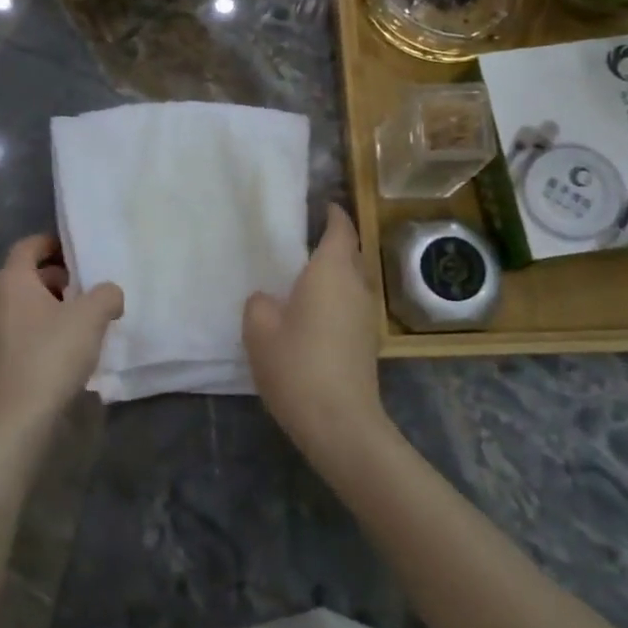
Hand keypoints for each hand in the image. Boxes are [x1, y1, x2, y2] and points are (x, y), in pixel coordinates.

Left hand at [0, 235, 123, 432]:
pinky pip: (21, 332)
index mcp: (11, 280)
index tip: (78, 251)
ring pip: (24, 306)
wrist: (17, 418)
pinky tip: (66, 349)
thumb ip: (106, 294)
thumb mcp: (91, 317)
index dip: (53, 243)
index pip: (28, 246)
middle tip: (87, 288)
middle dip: (57, 278)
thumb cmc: (51, 355)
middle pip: (26, 276)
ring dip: (51, 306)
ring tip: (83, 320)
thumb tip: (109, 293)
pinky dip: (42, 330)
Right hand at [243, 204, 388, 465]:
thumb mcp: (259, 330)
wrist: (340, 422)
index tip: (322, 205)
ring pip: (352, 281)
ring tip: (304, 278)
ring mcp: (367, 316)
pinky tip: (313, 314)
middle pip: (350, 253)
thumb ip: (259, 304)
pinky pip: (351, 305)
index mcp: (331, 271)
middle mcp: (356, 286)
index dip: (333, 214)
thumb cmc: (297, 365)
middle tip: (303, 242)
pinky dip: (336, 299)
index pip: (340, 229)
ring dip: (335, 274)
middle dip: (333, 243)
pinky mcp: (368, 342)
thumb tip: (268, 299)